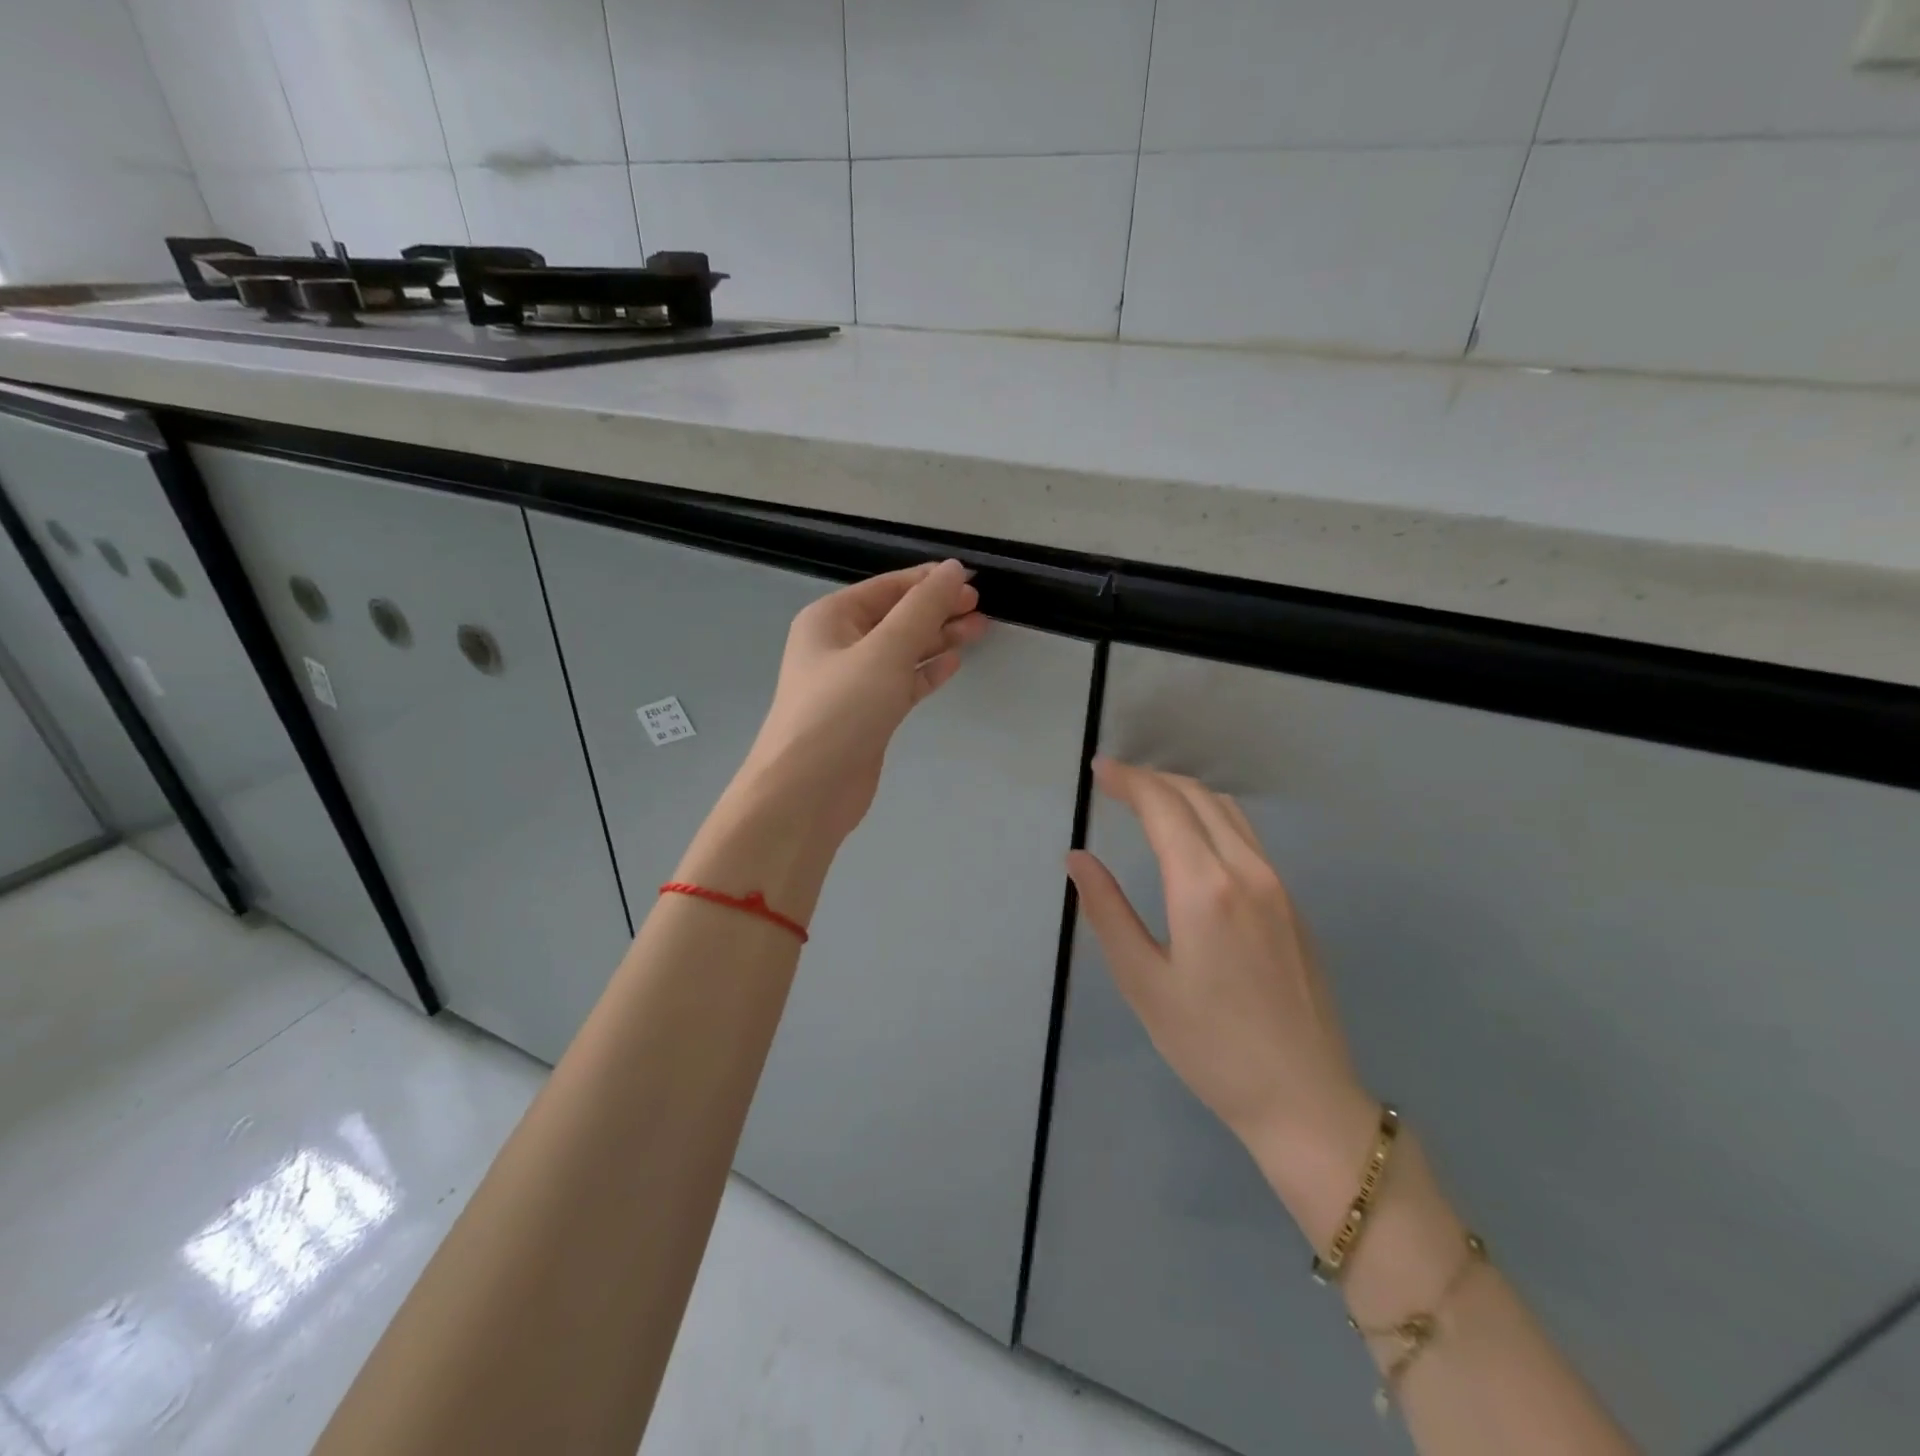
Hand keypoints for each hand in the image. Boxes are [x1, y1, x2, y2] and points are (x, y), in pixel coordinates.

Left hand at [734, 560, 985, 843]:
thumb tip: (954, 569)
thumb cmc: (842, 710)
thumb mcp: (885, 650)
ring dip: (938, 638)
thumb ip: (923, 608)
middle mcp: (839, 645)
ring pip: (903, 650)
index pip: (888, 587)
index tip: (973, 581)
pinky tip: (954, 663)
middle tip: (982, 609)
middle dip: (938, 610)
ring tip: (979, 629)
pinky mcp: (868, 714)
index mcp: (831, 618)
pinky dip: (927, 672)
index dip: (930, 581)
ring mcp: (853, 682)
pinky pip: (902, 682)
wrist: (807, 791)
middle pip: (897, 617)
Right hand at [1067, 759, 1377, 1227]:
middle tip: (1115, 782)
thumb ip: (1107, 912)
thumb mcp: (1144, 983)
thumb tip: (1077, 859)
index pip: (1163, 807)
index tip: (1098, 770)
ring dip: (1185, 794)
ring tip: (1148, 801)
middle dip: (1153, 780)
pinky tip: (1192, 839)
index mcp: (1205, 888)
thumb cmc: (1210, 1047)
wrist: (1305, 1099)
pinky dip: (1211, 817)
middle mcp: (1247, 871)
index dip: (1128, 781)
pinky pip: (1247, 837)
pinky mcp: (1292, 904)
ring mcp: (1278, 885)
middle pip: (1198, 797)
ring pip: (1228, 812)